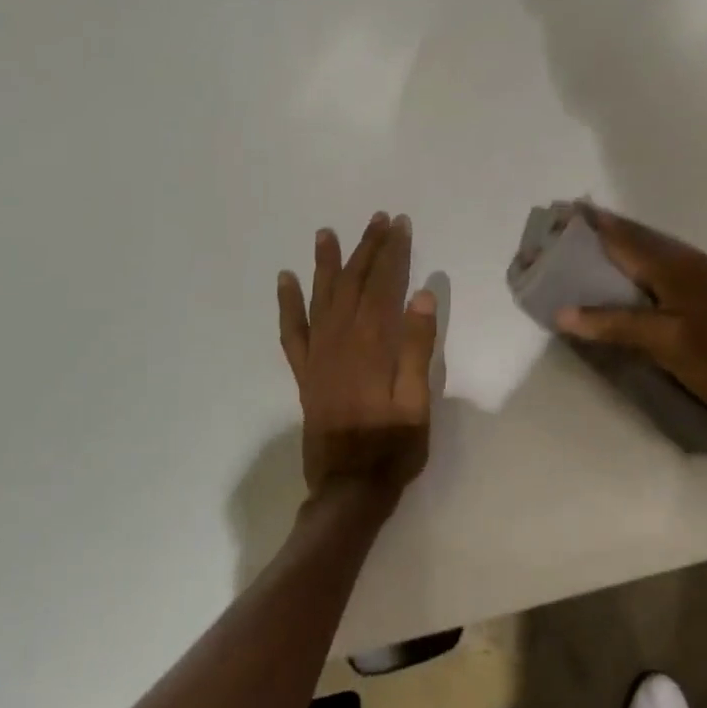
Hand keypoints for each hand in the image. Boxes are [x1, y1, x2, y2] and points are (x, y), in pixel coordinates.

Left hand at [277, 212, 437, 501]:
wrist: (349, 488)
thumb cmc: (393, 447)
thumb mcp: (418, 401)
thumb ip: (417, 348)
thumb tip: (420, 296)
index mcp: (372, 346)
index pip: (383, 286)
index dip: (393, 253)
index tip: (400, 225)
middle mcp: (340, 342)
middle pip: (353, 284)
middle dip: (367, 249)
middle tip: (378, 219)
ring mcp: (318, 357)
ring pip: (322, 299)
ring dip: (326, 264)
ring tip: (327, 233)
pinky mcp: (305, 373)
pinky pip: (292, 331)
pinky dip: (288, 304)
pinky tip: (286, 281)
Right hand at [556, 206, 706, 425]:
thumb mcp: (660, 342)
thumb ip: (613, 324)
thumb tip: (562, 313)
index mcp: (671, 268)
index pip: (623, 238)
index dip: (593, 225)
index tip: (564, 212)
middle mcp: (683, 262)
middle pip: (635, 239)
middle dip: (601, 232)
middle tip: (567, 230)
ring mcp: (695, 277)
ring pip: (647, 252)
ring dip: (617, 247)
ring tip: (586, 248)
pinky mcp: (700, 293)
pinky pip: (658, 268)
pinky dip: (634, 265)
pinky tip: (622, 279)